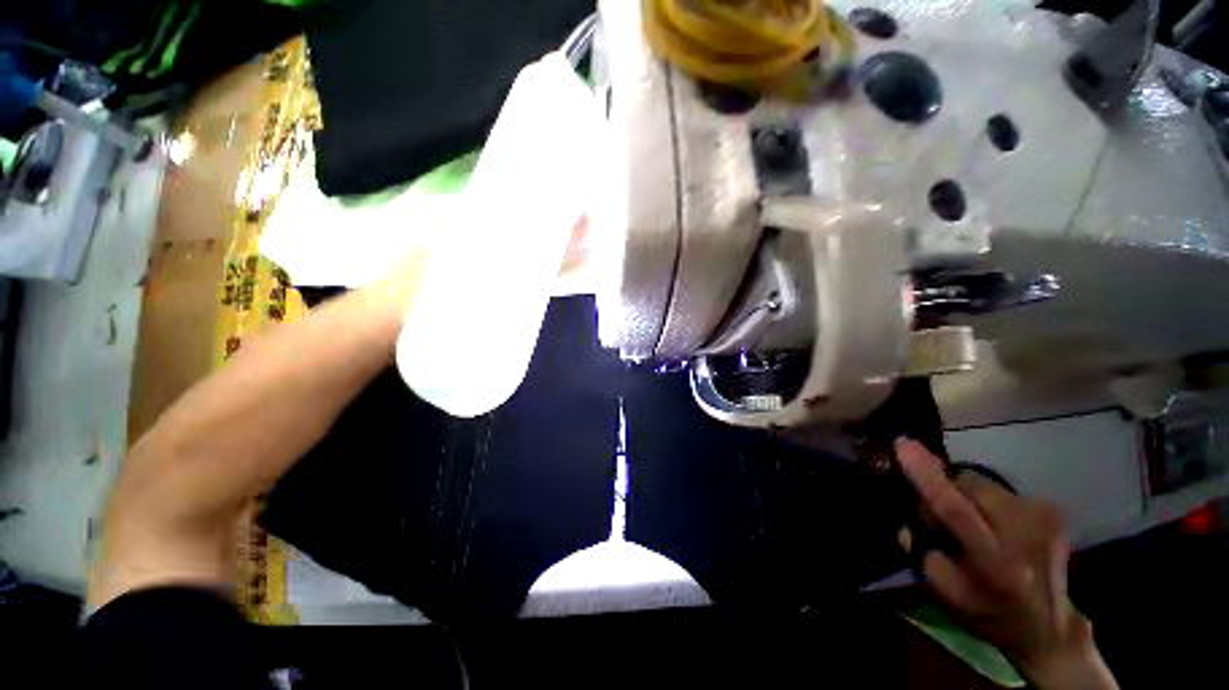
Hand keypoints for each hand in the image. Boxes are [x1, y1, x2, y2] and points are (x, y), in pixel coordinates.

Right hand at [894, 439, 1117, 689]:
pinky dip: (988, 500)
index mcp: (994, 566)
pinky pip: (1003, 490)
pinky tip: (995, 524)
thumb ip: (920, 552)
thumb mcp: (944, 593)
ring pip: (985, 484)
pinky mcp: (1052, 511)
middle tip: (939, 513)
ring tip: (972, 521)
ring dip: (966, 494)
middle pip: (970, 486)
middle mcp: (1024, 536)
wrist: (1048, 627)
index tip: (904, 444)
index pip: (954, 510)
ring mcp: (1044, 520)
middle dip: (945, 487)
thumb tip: (908, 516)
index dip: (927, 476)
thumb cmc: (987, 611)